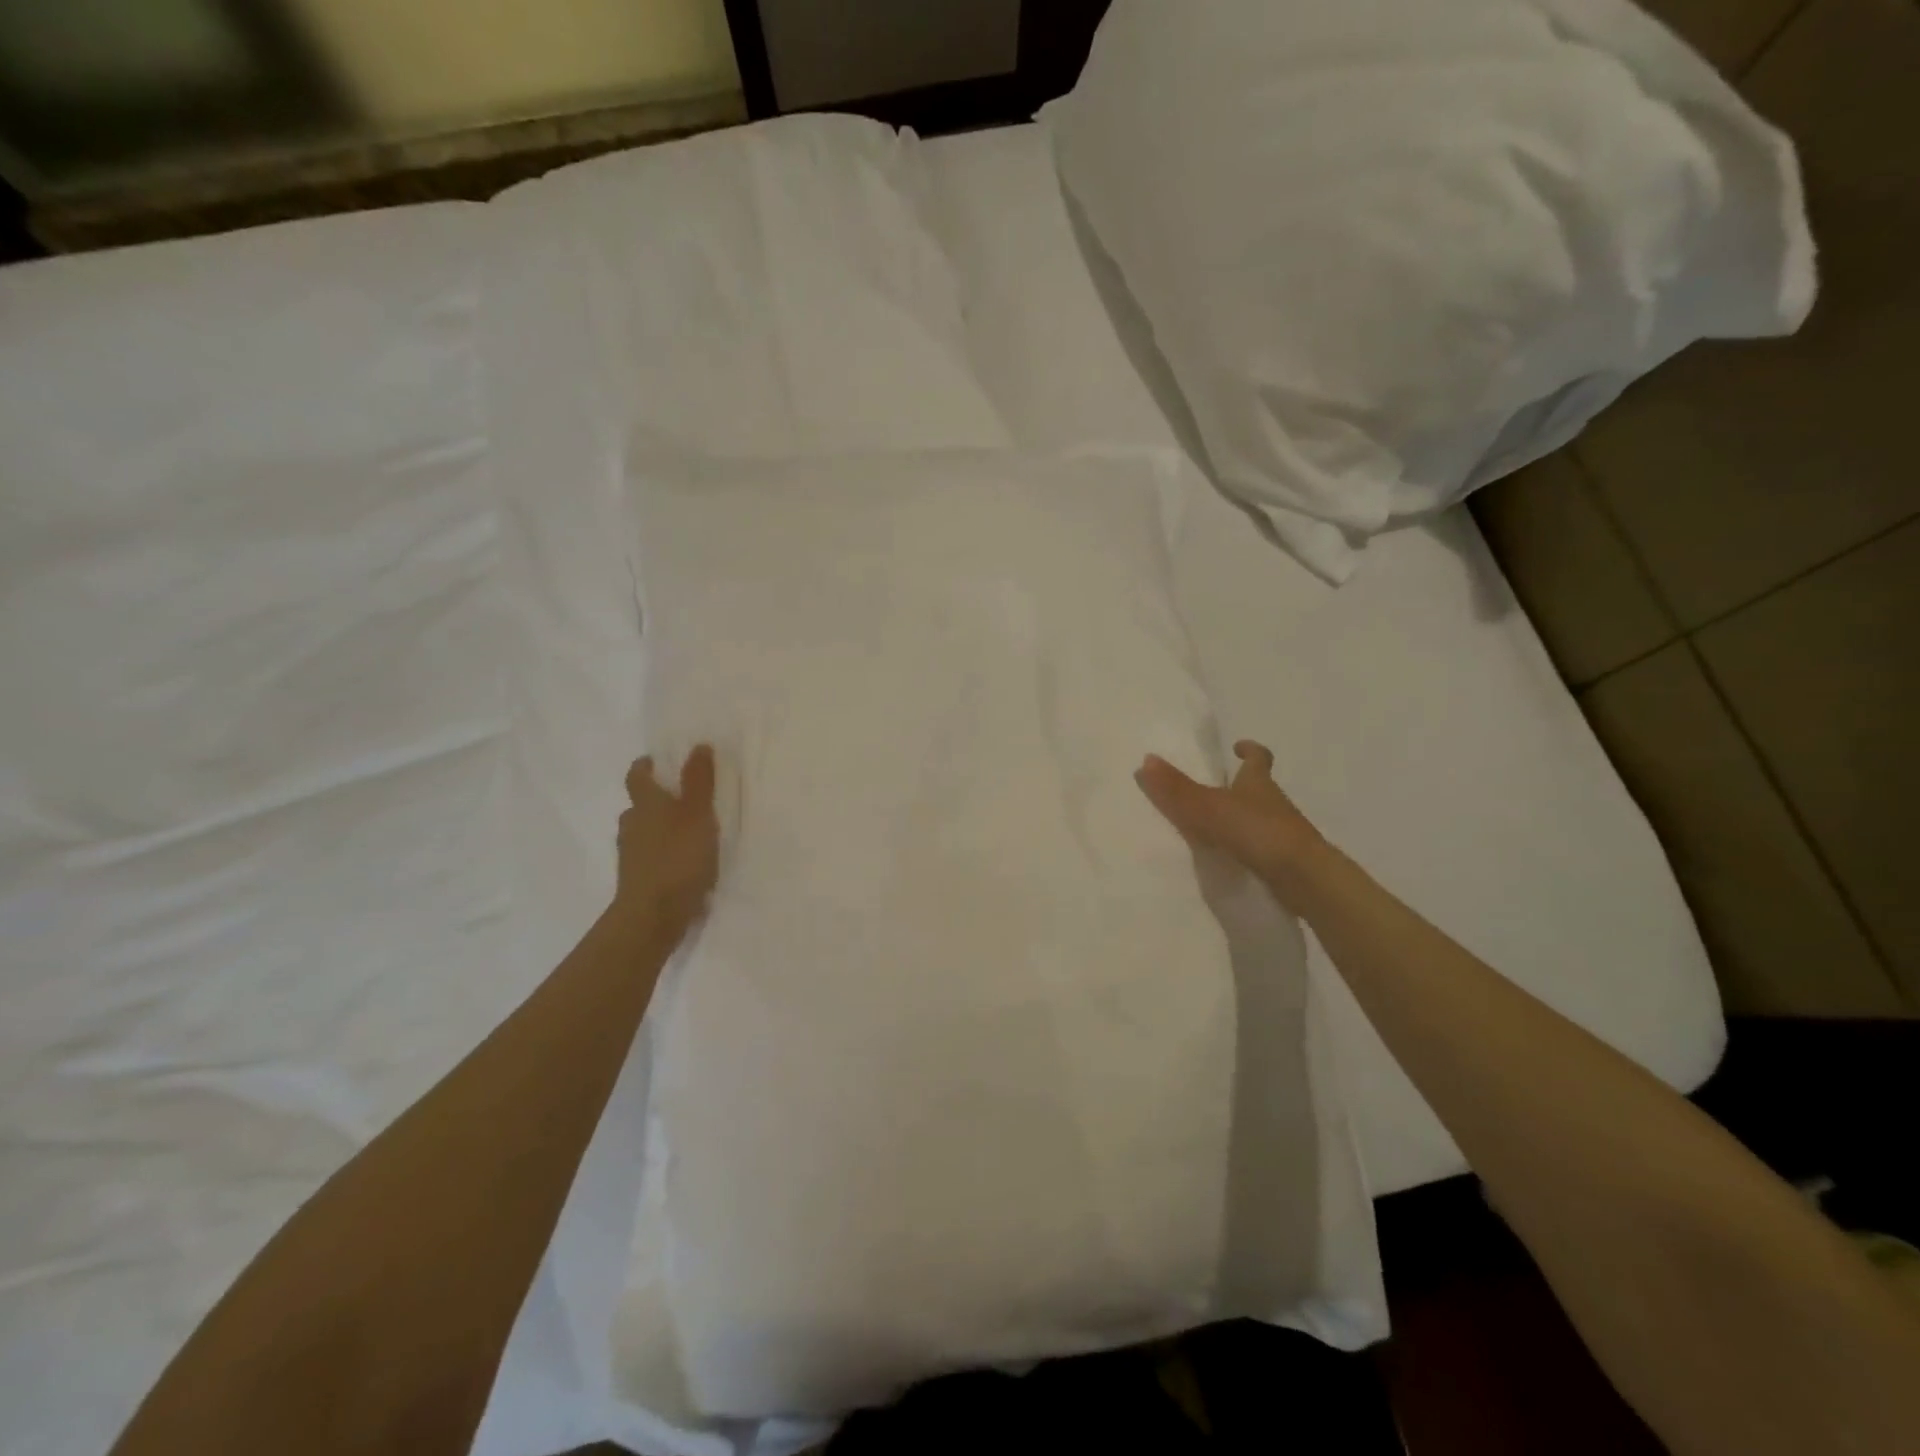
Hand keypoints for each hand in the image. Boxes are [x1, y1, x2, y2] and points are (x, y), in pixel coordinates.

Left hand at [615, 745, 719, 932]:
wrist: (653, 916)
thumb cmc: (678, 858)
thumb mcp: (698, 814)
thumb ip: (699, 781)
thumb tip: (698, 745)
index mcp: (645, 804)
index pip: (638, 776)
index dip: (646, 766)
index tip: (657, 761)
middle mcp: (632, 825)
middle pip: (639, 806)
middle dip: (656, 800)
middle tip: (681, 799)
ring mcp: (631, 856)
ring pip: (643, 833)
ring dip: (659, 830)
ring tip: (687, 833)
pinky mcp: (637, 881)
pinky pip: (650, 858)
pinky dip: (663, 855)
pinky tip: (683, 864)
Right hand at [1135, 740, 1324, 892]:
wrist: (1303, 877)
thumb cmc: (1257, 831)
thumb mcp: (1208, 807)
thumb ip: (1177, 788)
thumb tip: (1146, 759)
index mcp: (1258, 782)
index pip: (1259, 758)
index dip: (1250, 750)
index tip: (1238, 747)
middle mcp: (1273, 802)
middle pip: (1257, 788)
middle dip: (1240, 786)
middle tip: (1214, 788)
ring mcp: (1282, 832)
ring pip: (1259, 817)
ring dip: (1240, 818)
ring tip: (1212, 826)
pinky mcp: (1283, 860)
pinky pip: (1259, 846)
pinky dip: (1244, 846)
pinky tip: (1226, 857)